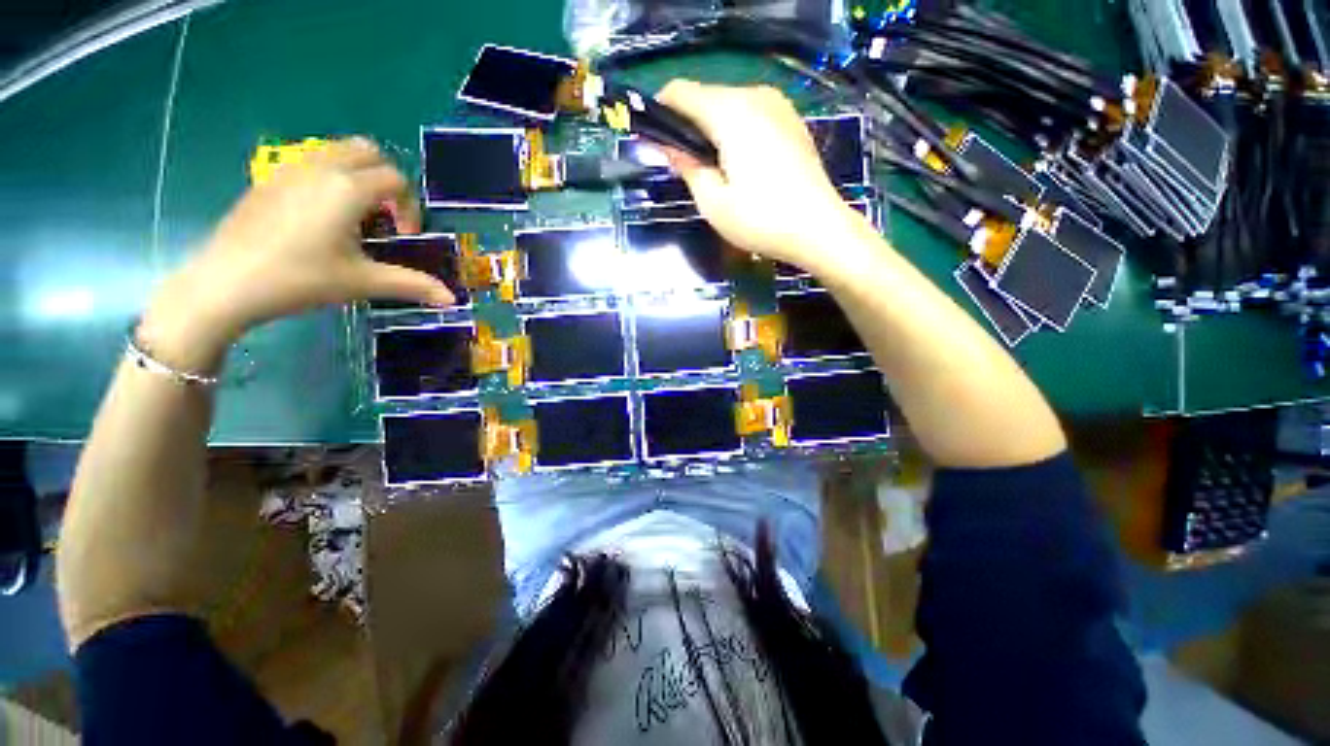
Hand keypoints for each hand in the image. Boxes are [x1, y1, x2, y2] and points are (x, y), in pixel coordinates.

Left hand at [140, 138, 453, 370]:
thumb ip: (412, 285)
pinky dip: (329, 177)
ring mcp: (290, 170)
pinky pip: (310, 162)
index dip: (409, 206)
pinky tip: (320, 216)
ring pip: (335, 151)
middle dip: (386, 179)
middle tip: (384, 215)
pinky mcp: (268, 179)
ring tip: (354, 215)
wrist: (226, 283)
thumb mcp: (362, 282)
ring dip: (357, 174)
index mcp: (348, 189)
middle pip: (366, 150)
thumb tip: (452, 300)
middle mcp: (321, 168)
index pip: (395, 179)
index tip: (403, 235)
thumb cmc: (300, 279)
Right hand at [656, 80, 868, 273]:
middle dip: (688, 125)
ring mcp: (778, 106)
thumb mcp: (713, 202)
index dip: (661, 112)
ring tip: (714, 171)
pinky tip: (741, 166)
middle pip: (706, 97)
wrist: (819, 229)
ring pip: (729, 106)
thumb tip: (668, 147)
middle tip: (685, 166)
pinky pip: (751, 115)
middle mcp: (754, 96)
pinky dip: (736, 132)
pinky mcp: (791, 121)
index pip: (681, 93)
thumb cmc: (760, 220)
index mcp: (730, 112)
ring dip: (712, 130)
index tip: (654, 140)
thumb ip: (686, 167)